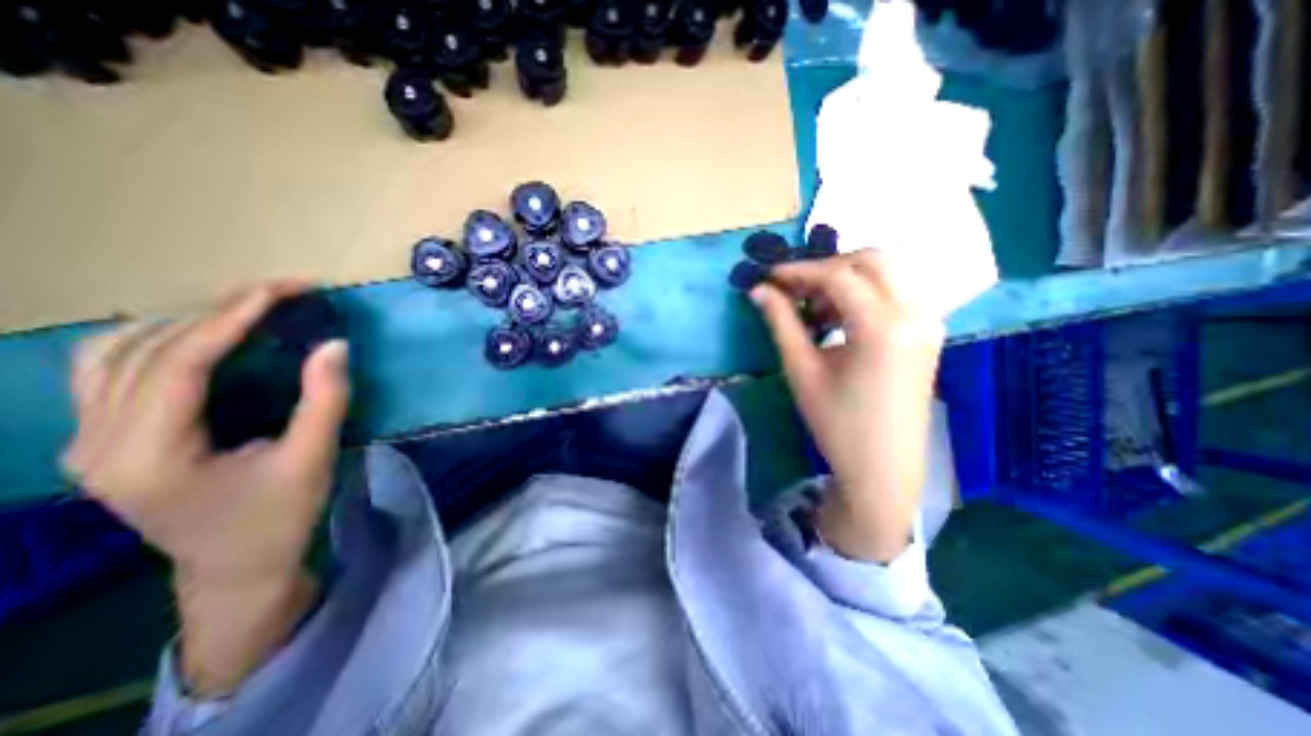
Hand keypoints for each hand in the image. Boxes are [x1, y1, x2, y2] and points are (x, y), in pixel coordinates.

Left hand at [64, 281, 349, 695]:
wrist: (236, 568)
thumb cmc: (279, 518)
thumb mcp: (312, 459)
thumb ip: (323, 400)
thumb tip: (334, 345)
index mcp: (146, 454)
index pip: (180, 362)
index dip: (234, 317)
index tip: (285, 289)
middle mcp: (95, 443)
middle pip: (143, 349)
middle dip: (217, 311)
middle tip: (282, 296)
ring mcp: (87, 443)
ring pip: (112, 353)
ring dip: (185, 323)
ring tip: (248, 313)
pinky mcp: (100, 442)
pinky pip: (109, 371)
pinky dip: (157, 342)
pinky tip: (201, 340)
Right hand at [748, 251, 942, 561]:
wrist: (883, 468)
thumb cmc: (837, 424)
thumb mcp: (802, 371)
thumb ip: (781, 323)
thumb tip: (759, 290)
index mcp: (883, 328)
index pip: (839, 276)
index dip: (799, 271)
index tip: (769, 277)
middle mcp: (915, 314)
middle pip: (871, 260)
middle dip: (827, 267)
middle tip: (794, 288)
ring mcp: (929, 322)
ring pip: (888, 272)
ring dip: (847, 278)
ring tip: (815, 307)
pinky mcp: (929, 332)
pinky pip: (898, 291)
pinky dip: (866, 291)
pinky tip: (841, 317)